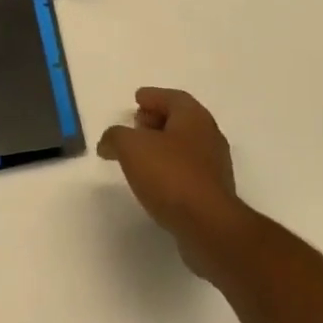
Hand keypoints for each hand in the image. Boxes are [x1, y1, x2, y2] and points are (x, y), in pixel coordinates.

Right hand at [98, 88, 252, 276]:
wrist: (208, 225)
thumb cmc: (171, 175)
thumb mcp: (132, 148)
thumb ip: (116, 137)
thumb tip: (109, 142)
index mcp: (194, 117)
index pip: (172, 98)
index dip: (153, 96)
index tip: (137, 98)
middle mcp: (209, 135)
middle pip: (180, 120)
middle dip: (157, 119)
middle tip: (136, 124)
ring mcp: (214, 165)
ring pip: (184, 146)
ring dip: (162, 145)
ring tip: (139, 154)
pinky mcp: (212, 192)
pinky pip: (187, 170)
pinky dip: (169, 168)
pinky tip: (154, 180)